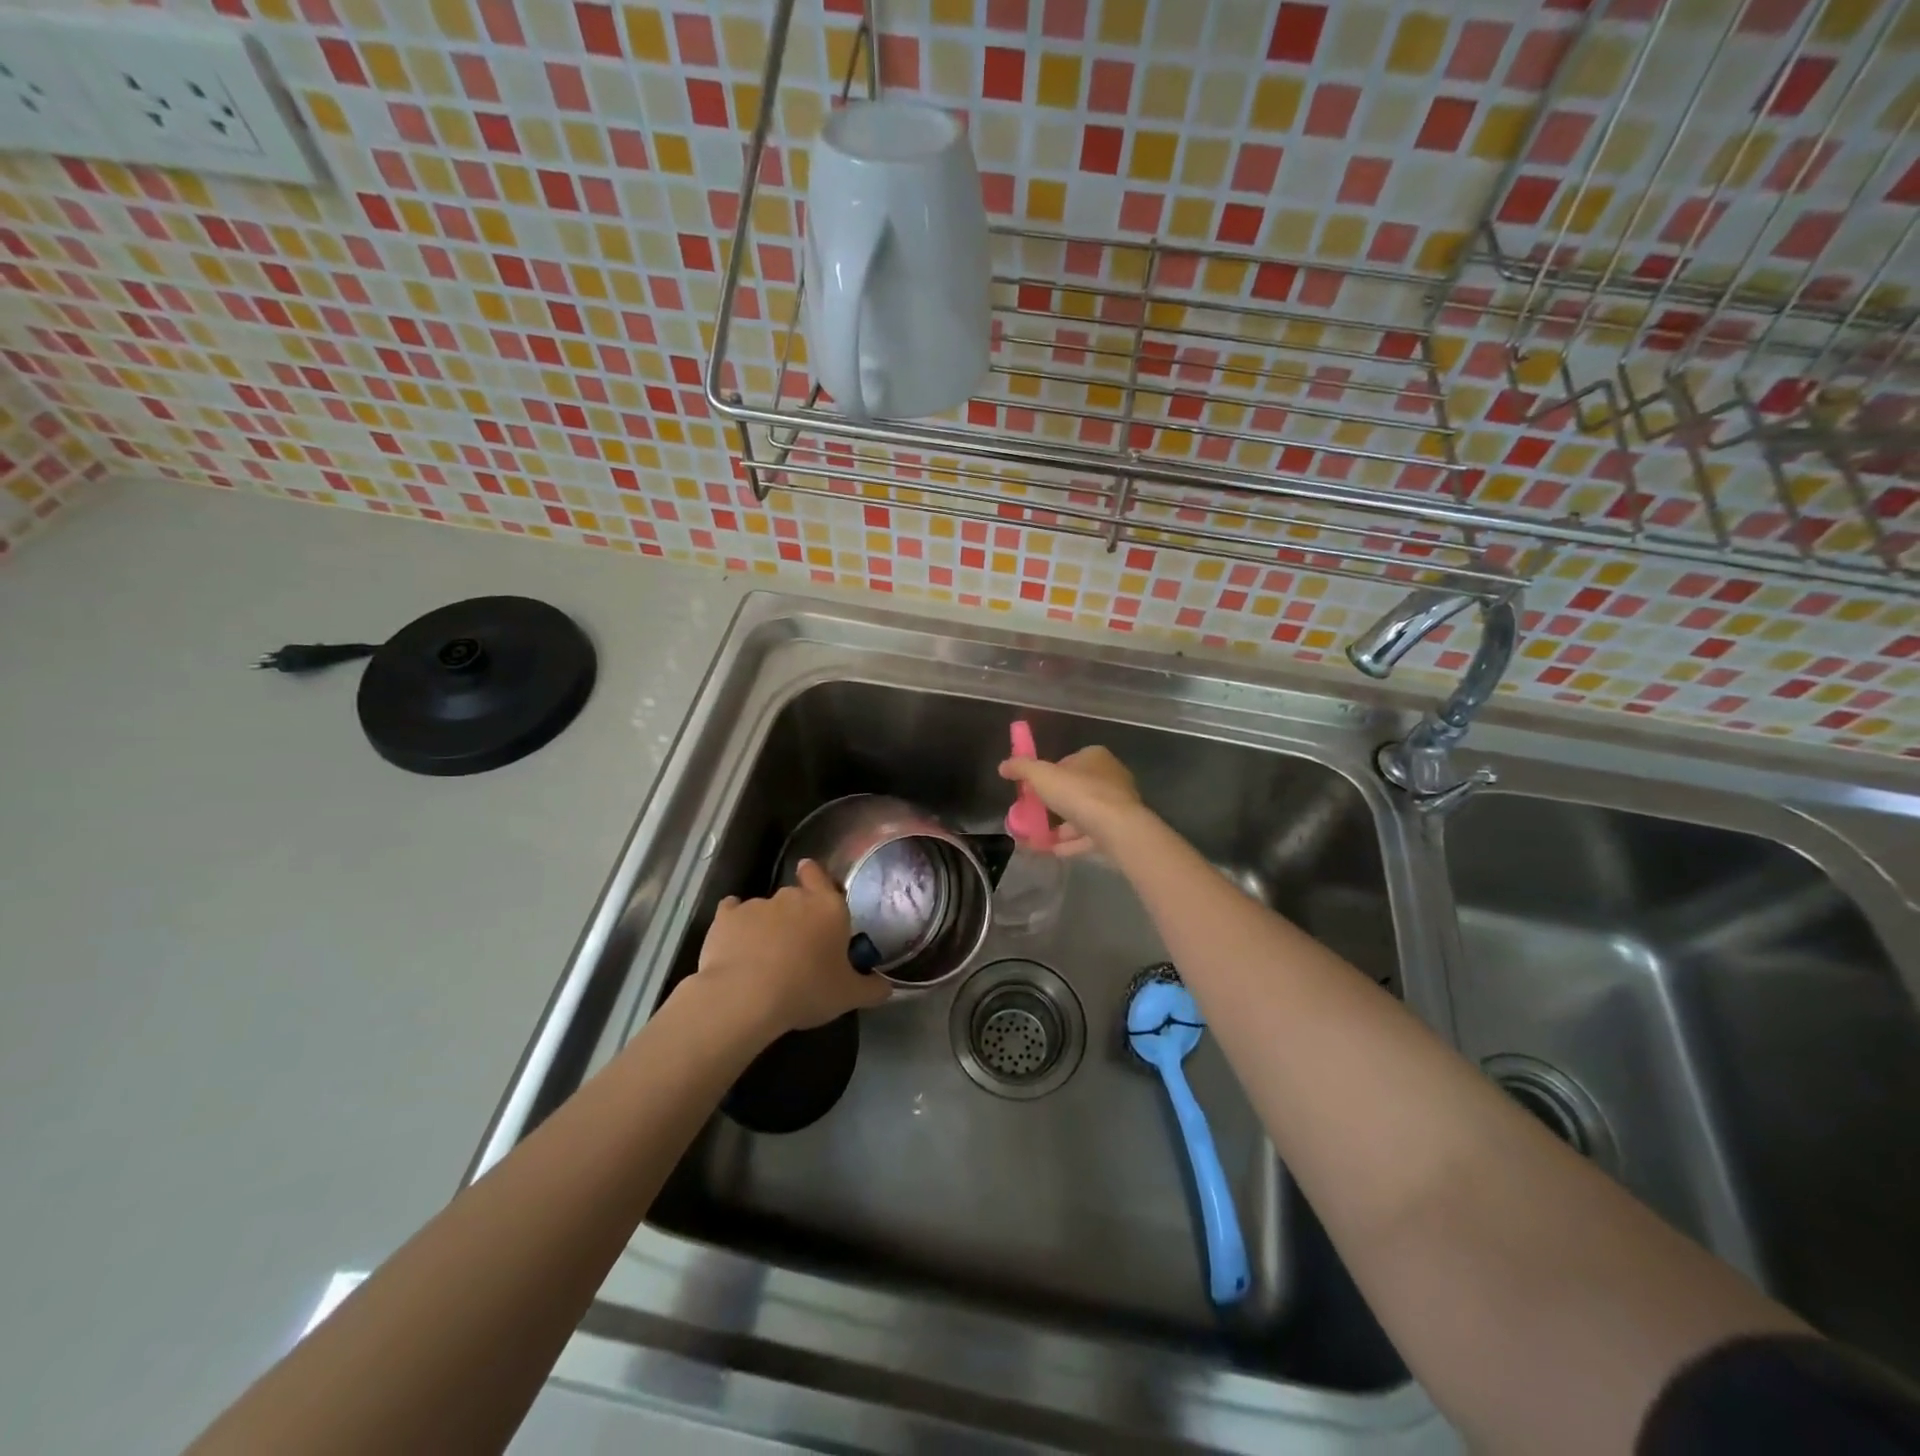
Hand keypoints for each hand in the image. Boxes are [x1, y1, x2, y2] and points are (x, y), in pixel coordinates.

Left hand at [693, 859, 890, 1036]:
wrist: (745, 996)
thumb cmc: (807, 990)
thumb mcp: (848, 996)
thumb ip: (871, 989)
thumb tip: (886, 988)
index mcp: (828, 908)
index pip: (821, 876)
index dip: (815, 877)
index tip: (811, 883)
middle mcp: (793, 898)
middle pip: (795, 897)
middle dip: (794, 915)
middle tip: (796, 945)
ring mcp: (757, 904)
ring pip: (764, 909)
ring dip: (766, 926)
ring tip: (762, 958)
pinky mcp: (725, 917)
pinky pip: (732, 914)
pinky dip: (734, 927)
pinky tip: (734, 946)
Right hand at [998, 746, 1143, 857]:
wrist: (1118, 830)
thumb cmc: (1080, 794)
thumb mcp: (1042, 776)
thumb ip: (1022, 768)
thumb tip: (1003, 766)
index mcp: (1095, 758)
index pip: (1067, 762)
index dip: (1048, 775)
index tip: (1032, 790)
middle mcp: (1110, 778)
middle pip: (1074, 790)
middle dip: (1053, 804)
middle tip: (1032, 816)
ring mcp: (1117, 806)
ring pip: (1082, 815)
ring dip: (1060, 827)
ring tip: (1036, 838)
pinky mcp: (1119, 830)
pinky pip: (1089, 836)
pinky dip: (1070, 843)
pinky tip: (1051, 851)